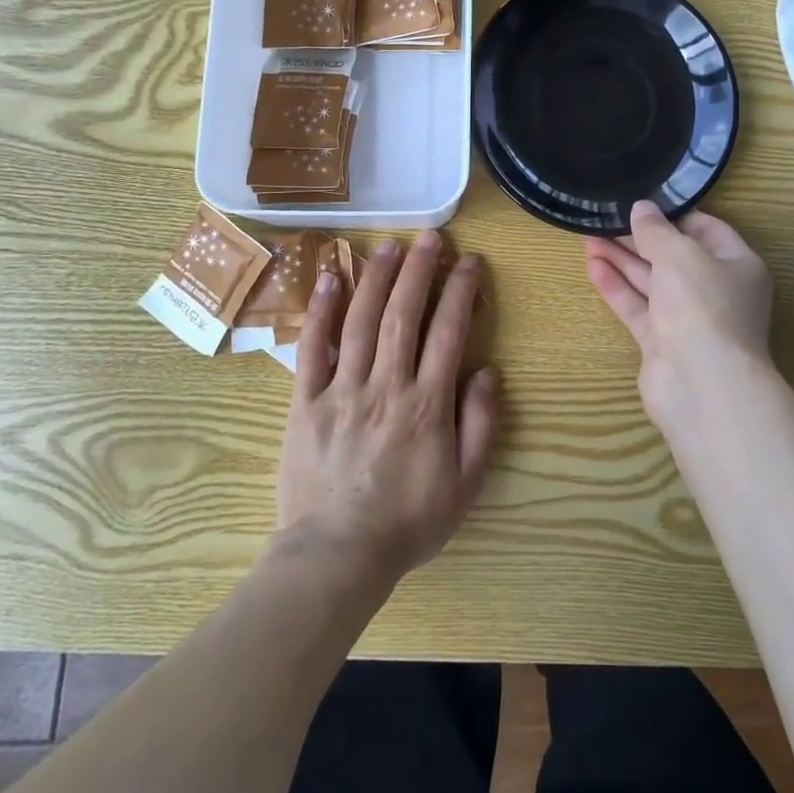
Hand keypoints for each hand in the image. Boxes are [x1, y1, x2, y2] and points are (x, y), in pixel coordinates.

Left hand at [276, 233, 499, 584]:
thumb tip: (487, 371)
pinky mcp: (306, 401)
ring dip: (377, 278)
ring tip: (390, 245)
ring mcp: (342, 389)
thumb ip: (480, 424)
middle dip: (419, 270)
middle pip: (403, 314)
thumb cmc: (408, 521)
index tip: (469, 261)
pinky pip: (311, 349)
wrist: (336, 556)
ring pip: (361, 321)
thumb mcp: (465, 484)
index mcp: (427, 403)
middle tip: (430, 236)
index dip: (460, 290)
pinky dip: (322, 311)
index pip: (448, 331)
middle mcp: (386, 385)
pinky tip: (332, 279)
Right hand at [585, 202, 774, 430]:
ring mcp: (688, 319)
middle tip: (604, 218)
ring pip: (652, 282)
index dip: (673, 214)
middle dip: (639, 238)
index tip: (640, 202)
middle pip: (674, 256)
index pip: (705, 229)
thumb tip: (641, 208)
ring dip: (622, 259)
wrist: (702, 385)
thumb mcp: (679, 254)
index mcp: (737, 265)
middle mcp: (716, 290)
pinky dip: (617, 287)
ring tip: (588, 236)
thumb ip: (656, 230)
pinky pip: (638, 307)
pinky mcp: (663, 342)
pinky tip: (593, 267)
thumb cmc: (702, 305)